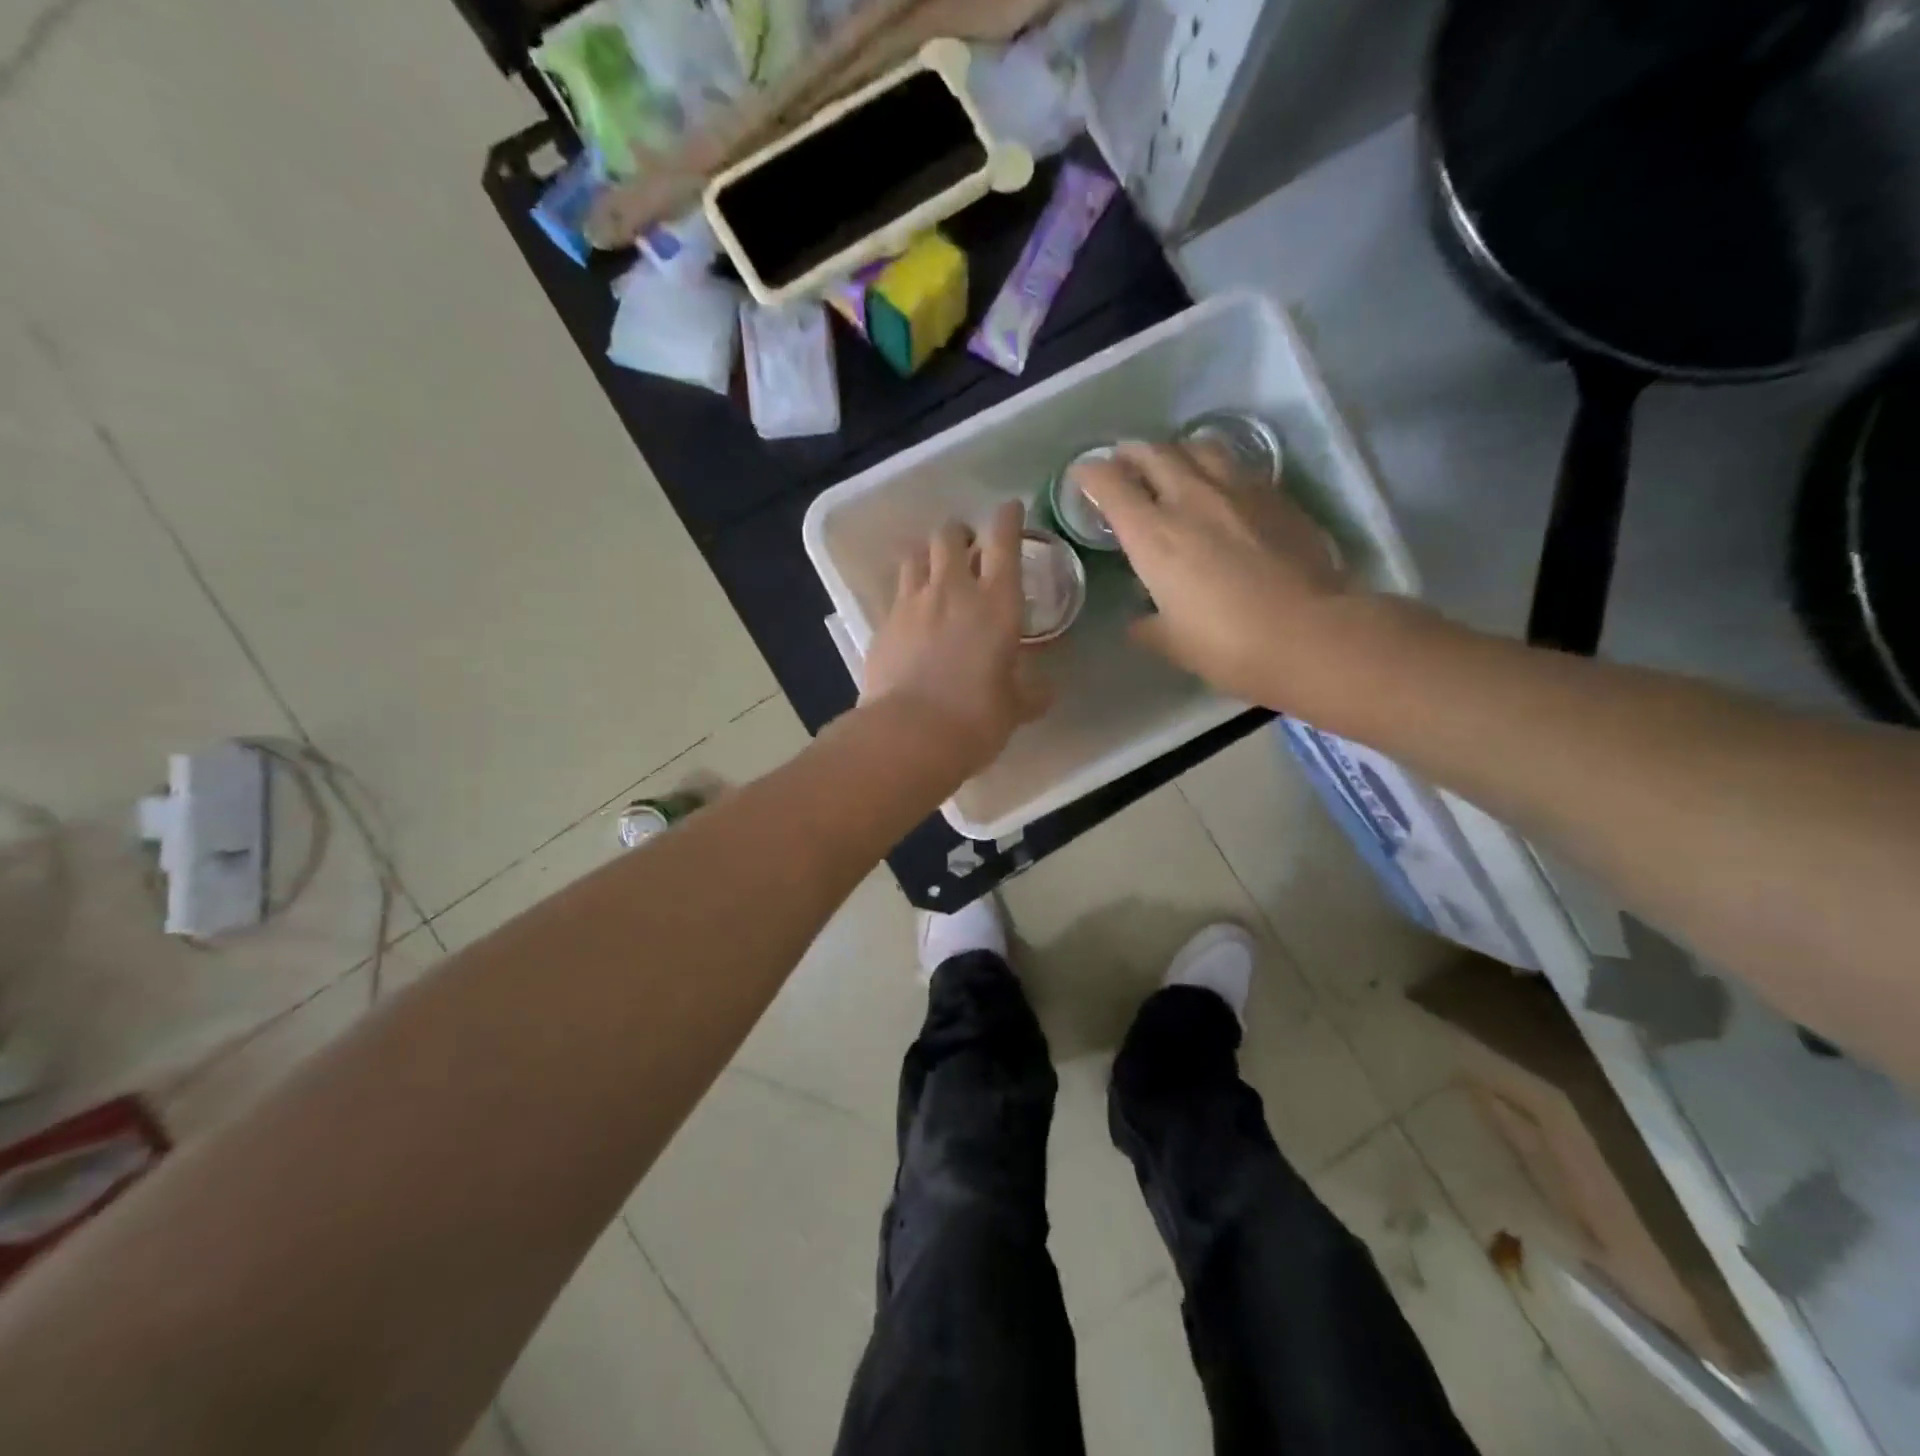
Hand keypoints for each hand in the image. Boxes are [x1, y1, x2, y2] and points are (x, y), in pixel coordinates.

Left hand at [862, 500, 1051, 778]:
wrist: (909, 735)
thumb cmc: (976, 719)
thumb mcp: (1015, 708)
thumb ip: (1032, 693)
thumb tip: (1046, 691)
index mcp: (997, 602)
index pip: (1004, 541)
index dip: (1008, 518)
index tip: (1010, 509)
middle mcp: (953, 590)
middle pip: (950, 535)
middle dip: (960, 534)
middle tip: (968, 549)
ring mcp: (912, 603)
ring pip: (916, 555)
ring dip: (928, 555)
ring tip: (935, 571)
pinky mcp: (883, 623)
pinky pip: (896, 592)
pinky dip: (907, 593)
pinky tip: (912, 613)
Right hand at [1074, 441, 1349, 708]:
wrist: (1310, 633)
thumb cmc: (1227, 645)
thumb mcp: (1172, 643)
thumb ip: (1147, 626)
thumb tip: (1138, 620)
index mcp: (1153, 535)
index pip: (1110, 485)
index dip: (1090, 475)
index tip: (1082, 476)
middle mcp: (1190, 499)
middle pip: (1152, 453)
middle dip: (1130, 454)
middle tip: (1123, 465)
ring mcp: (1237, 491)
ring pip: (1197, 447)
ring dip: (1176, 451)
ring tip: (1172, 465)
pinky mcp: (1275, 495)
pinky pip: (1236, 466)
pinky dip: (1216, 468)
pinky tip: (1220, 487)